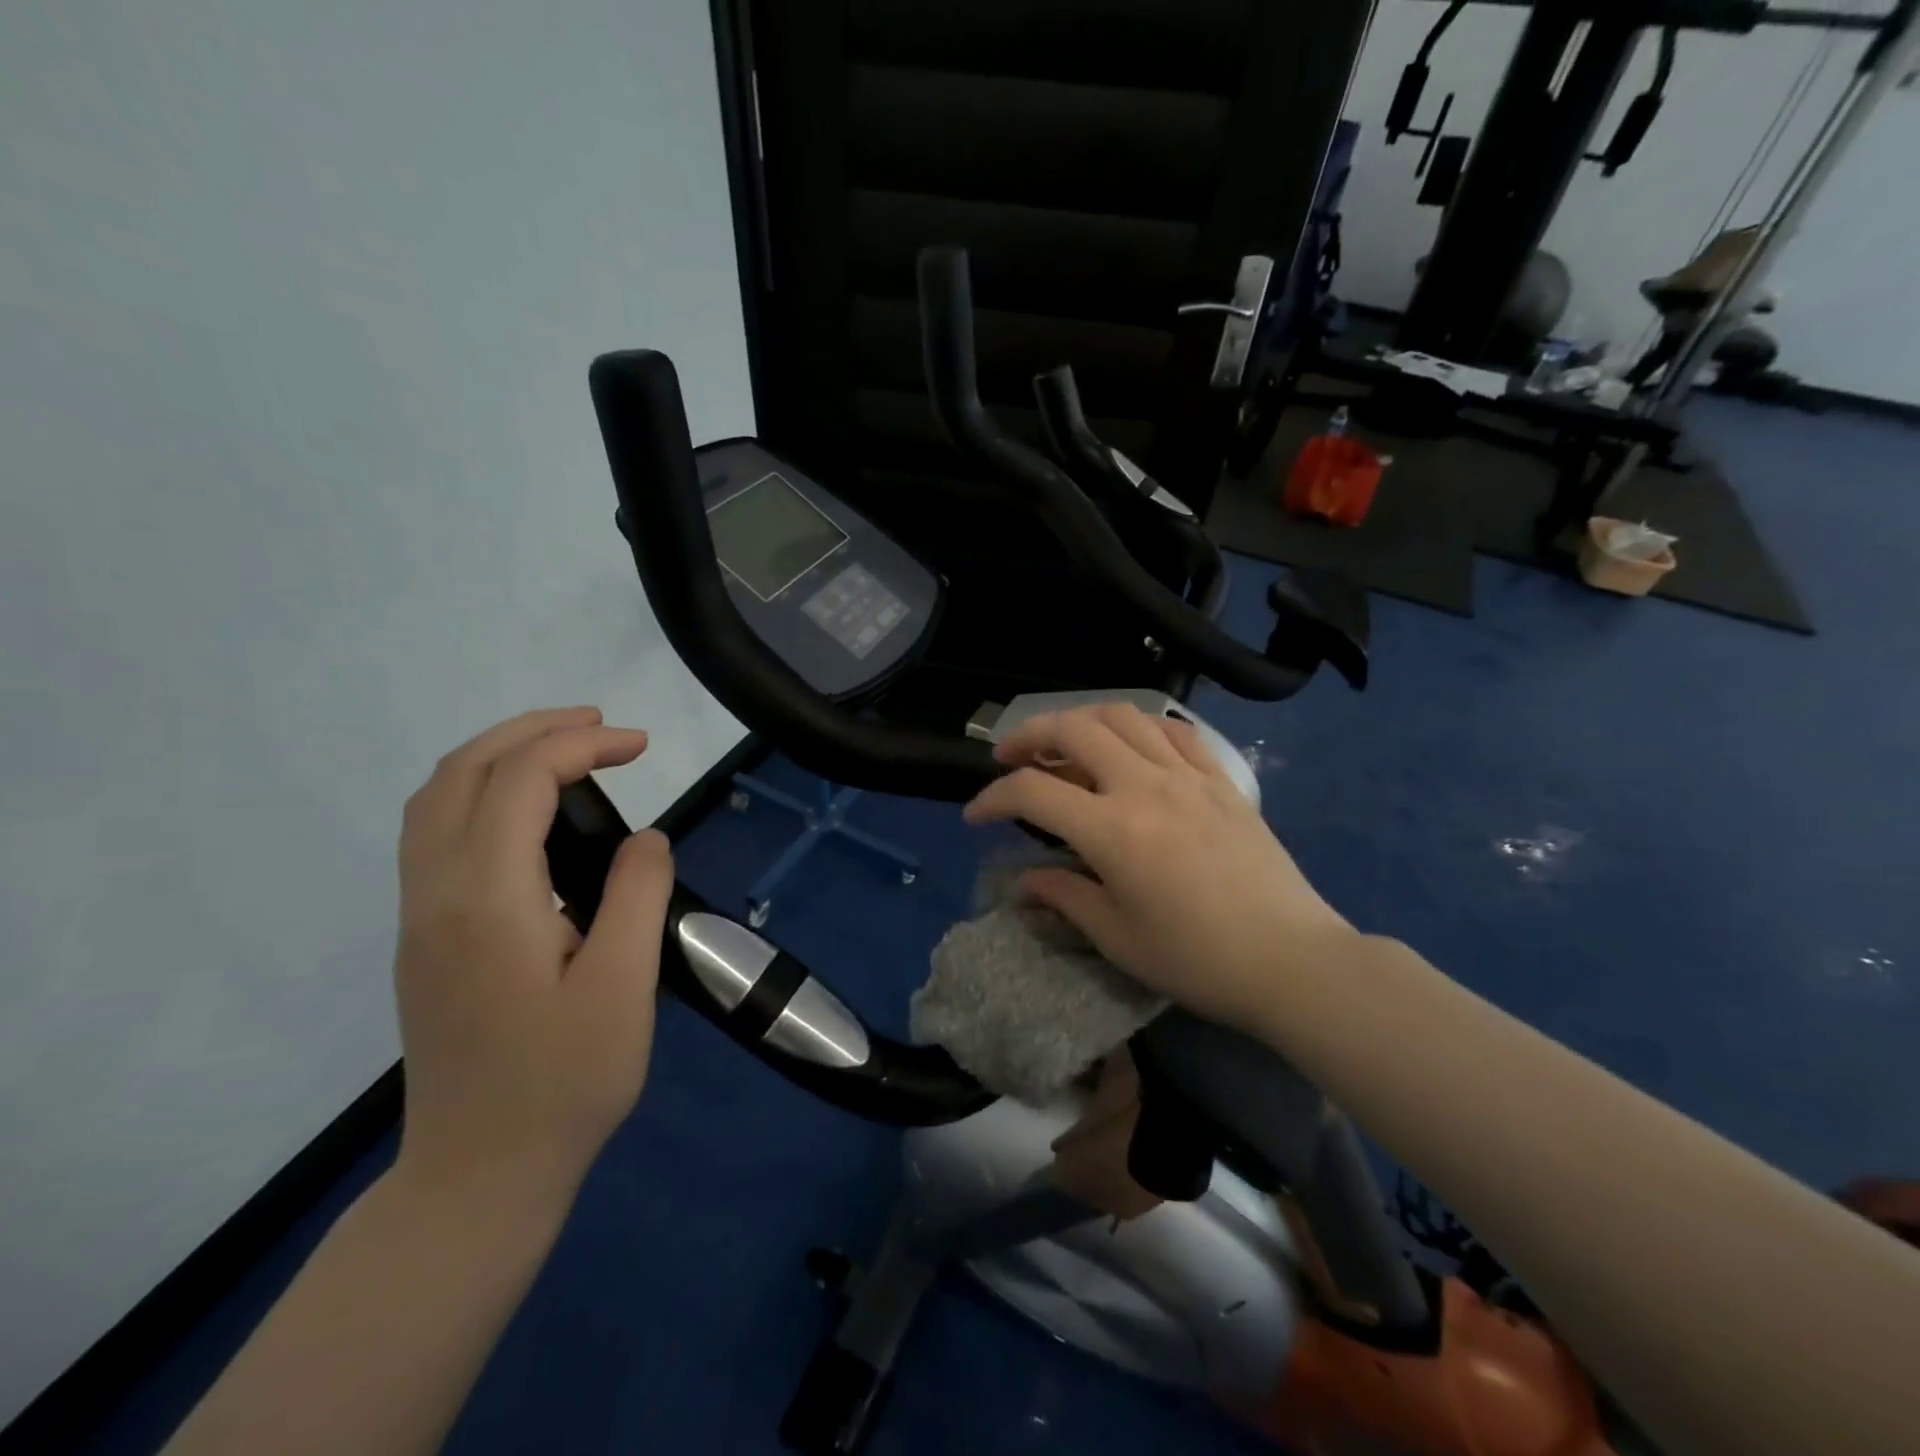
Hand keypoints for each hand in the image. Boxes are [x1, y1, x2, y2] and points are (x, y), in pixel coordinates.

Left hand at [392, 707, 674, 1209]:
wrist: (481, 1173)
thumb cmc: (565, 1082)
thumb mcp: (623, 986)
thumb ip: (636, 896)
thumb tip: (646, 838)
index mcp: (487, 900)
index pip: (520, 781)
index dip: (581, 746)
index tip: (642, 745)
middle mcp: (436, 894)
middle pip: (462, 772)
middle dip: (532, 730)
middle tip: (602, 726)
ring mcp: (419, 917)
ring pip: (435, 799)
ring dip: (499, 755)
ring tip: (567, 750)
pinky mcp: (423, 937)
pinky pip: (434, 832)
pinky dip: (480, 791)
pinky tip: (528, 810)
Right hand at [962, 703, 1357, 1036]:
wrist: (1291, 962)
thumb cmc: (1197, 959)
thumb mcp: (1117, 937)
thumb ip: (1064, 896)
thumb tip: (1024, 881)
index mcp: (1113, 829)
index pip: (1033, 792)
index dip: (992, 798)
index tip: (976, 815)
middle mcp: (1145, 786)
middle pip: (1074, 729)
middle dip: (1029, 735)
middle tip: (1009, 756)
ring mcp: (1189, 776)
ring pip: (1124, 717)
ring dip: (1082, 721)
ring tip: (1065, 744)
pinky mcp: (1222, 780)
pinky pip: (1175, 732)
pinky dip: (1141, 728)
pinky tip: (1131, 747)